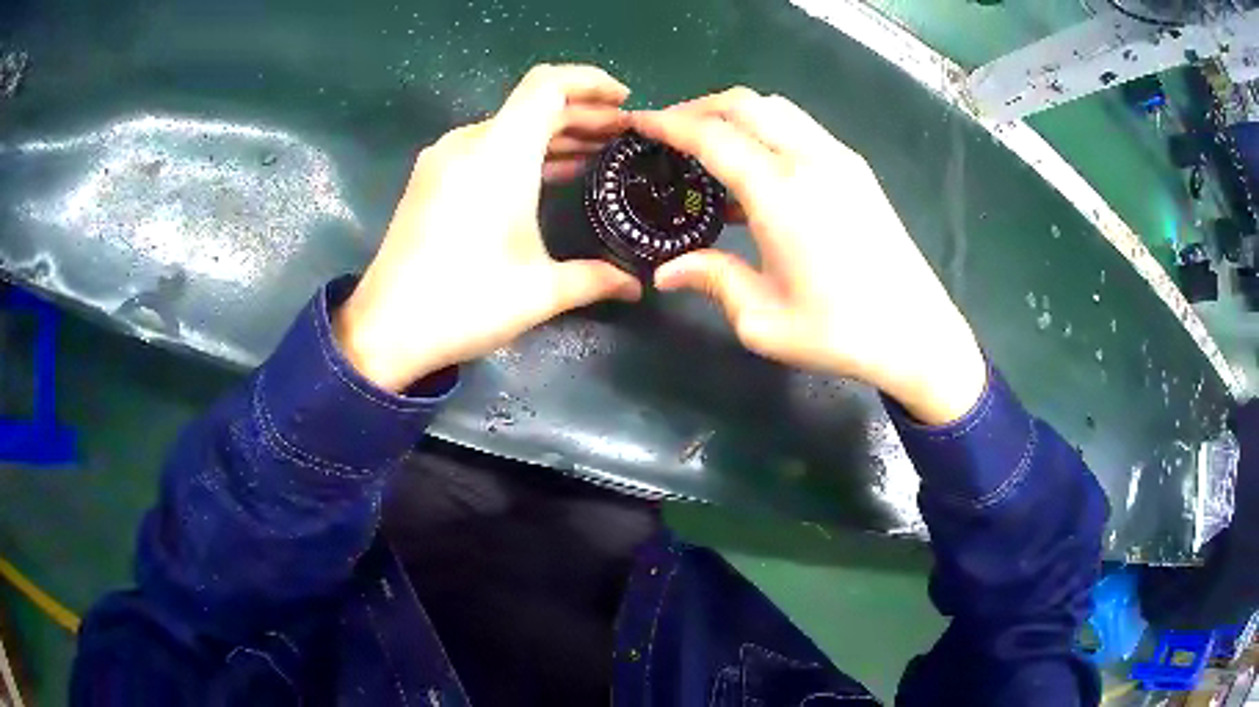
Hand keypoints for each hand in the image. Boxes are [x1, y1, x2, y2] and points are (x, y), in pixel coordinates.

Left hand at [335, 65, 642, 391]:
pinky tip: (548, 173)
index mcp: (499, 153)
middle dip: (583, 114)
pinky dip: (523, 151)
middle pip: (533, 106)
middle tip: (622, 136)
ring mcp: (444, 159)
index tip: (624, 101)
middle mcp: (469, 143)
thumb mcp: (540, 292)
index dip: (591, 82)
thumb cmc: (464, 303)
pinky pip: (486, 147)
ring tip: (596, 153)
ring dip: (554, 134)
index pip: (548, 85)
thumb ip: (596, 278)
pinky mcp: (431, 178)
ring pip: (510, 127)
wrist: (385, 329)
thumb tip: (636, 284)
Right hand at [632, 88, 985, 424]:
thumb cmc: (839, 331)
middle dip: (699, 108)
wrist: (917, 334)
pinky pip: (801, 127)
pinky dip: (767, 129)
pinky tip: (757, 168)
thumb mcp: (763, 318)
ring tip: (709, 146)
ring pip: (776, 109)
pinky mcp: (857, 170)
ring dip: (735, 115)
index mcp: (780, 192)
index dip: (669, 124)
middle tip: (669, 132)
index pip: (712, 135)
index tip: (639, 123)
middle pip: (744, 104)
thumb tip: (666, 272)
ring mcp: (840, 159)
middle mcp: (810, 160)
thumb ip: (712, 280)